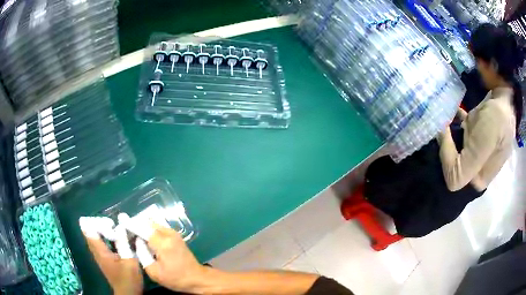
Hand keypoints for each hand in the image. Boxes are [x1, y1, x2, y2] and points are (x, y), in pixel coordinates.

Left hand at [80, 217, 142, 294]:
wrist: (128, 293)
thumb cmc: (128, 278)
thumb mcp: (129, 260)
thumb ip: (123, 242)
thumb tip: (120, 225)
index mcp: (100, 251)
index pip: (89, 230)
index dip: (96, 222)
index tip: (110, 223)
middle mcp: (96, 252)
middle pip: (90, 232)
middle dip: (99, 225)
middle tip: (113, 224)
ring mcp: (99, 256)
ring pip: (95, 238)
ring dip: (102, 231)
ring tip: (116, 229)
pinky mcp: (104, 259)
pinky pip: (100, 243)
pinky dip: (105, 238)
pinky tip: (117, 240)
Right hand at [133, 223, 207, 292]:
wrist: (196, 278)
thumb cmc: (175, 278)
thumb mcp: (154, 272)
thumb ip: (142, 254)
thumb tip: (137, 240)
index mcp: (163, 243)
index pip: (143, 228)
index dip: (131, 224)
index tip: (120, 220)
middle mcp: (169, 234)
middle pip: (148, 223)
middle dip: (136, 224)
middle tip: (127, 230)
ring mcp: (174, 233)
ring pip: (154, 224)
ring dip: (144, 226)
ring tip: (135, 233)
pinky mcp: (176, 235)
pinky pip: (159, 227)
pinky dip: (151, 229)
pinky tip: (146, 236)